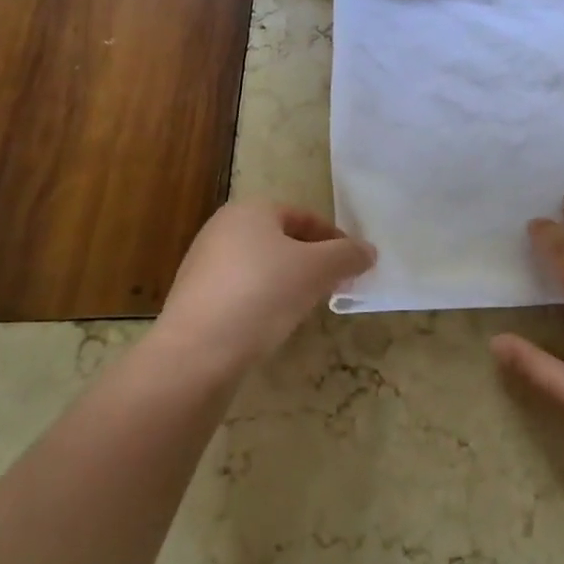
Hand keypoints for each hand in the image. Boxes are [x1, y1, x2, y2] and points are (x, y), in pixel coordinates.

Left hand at [156, 201, 374, 373]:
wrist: (196, 353)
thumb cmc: (263, 294)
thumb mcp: (318, 270)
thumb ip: (348, 255)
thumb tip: (368, 251)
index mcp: (250, 210)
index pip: (305, 217)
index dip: (335, 240)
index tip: (354, 265)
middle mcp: (221, 229)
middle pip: (282, 240)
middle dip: (313, 261)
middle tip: (335, 285)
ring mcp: (203, 264)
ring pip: (262, 266)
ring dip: (289, 281)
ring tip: (307, 306)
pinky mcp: (194, 299)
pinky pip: (241, 291)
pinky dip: (263, 301)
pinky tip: (273, 323)